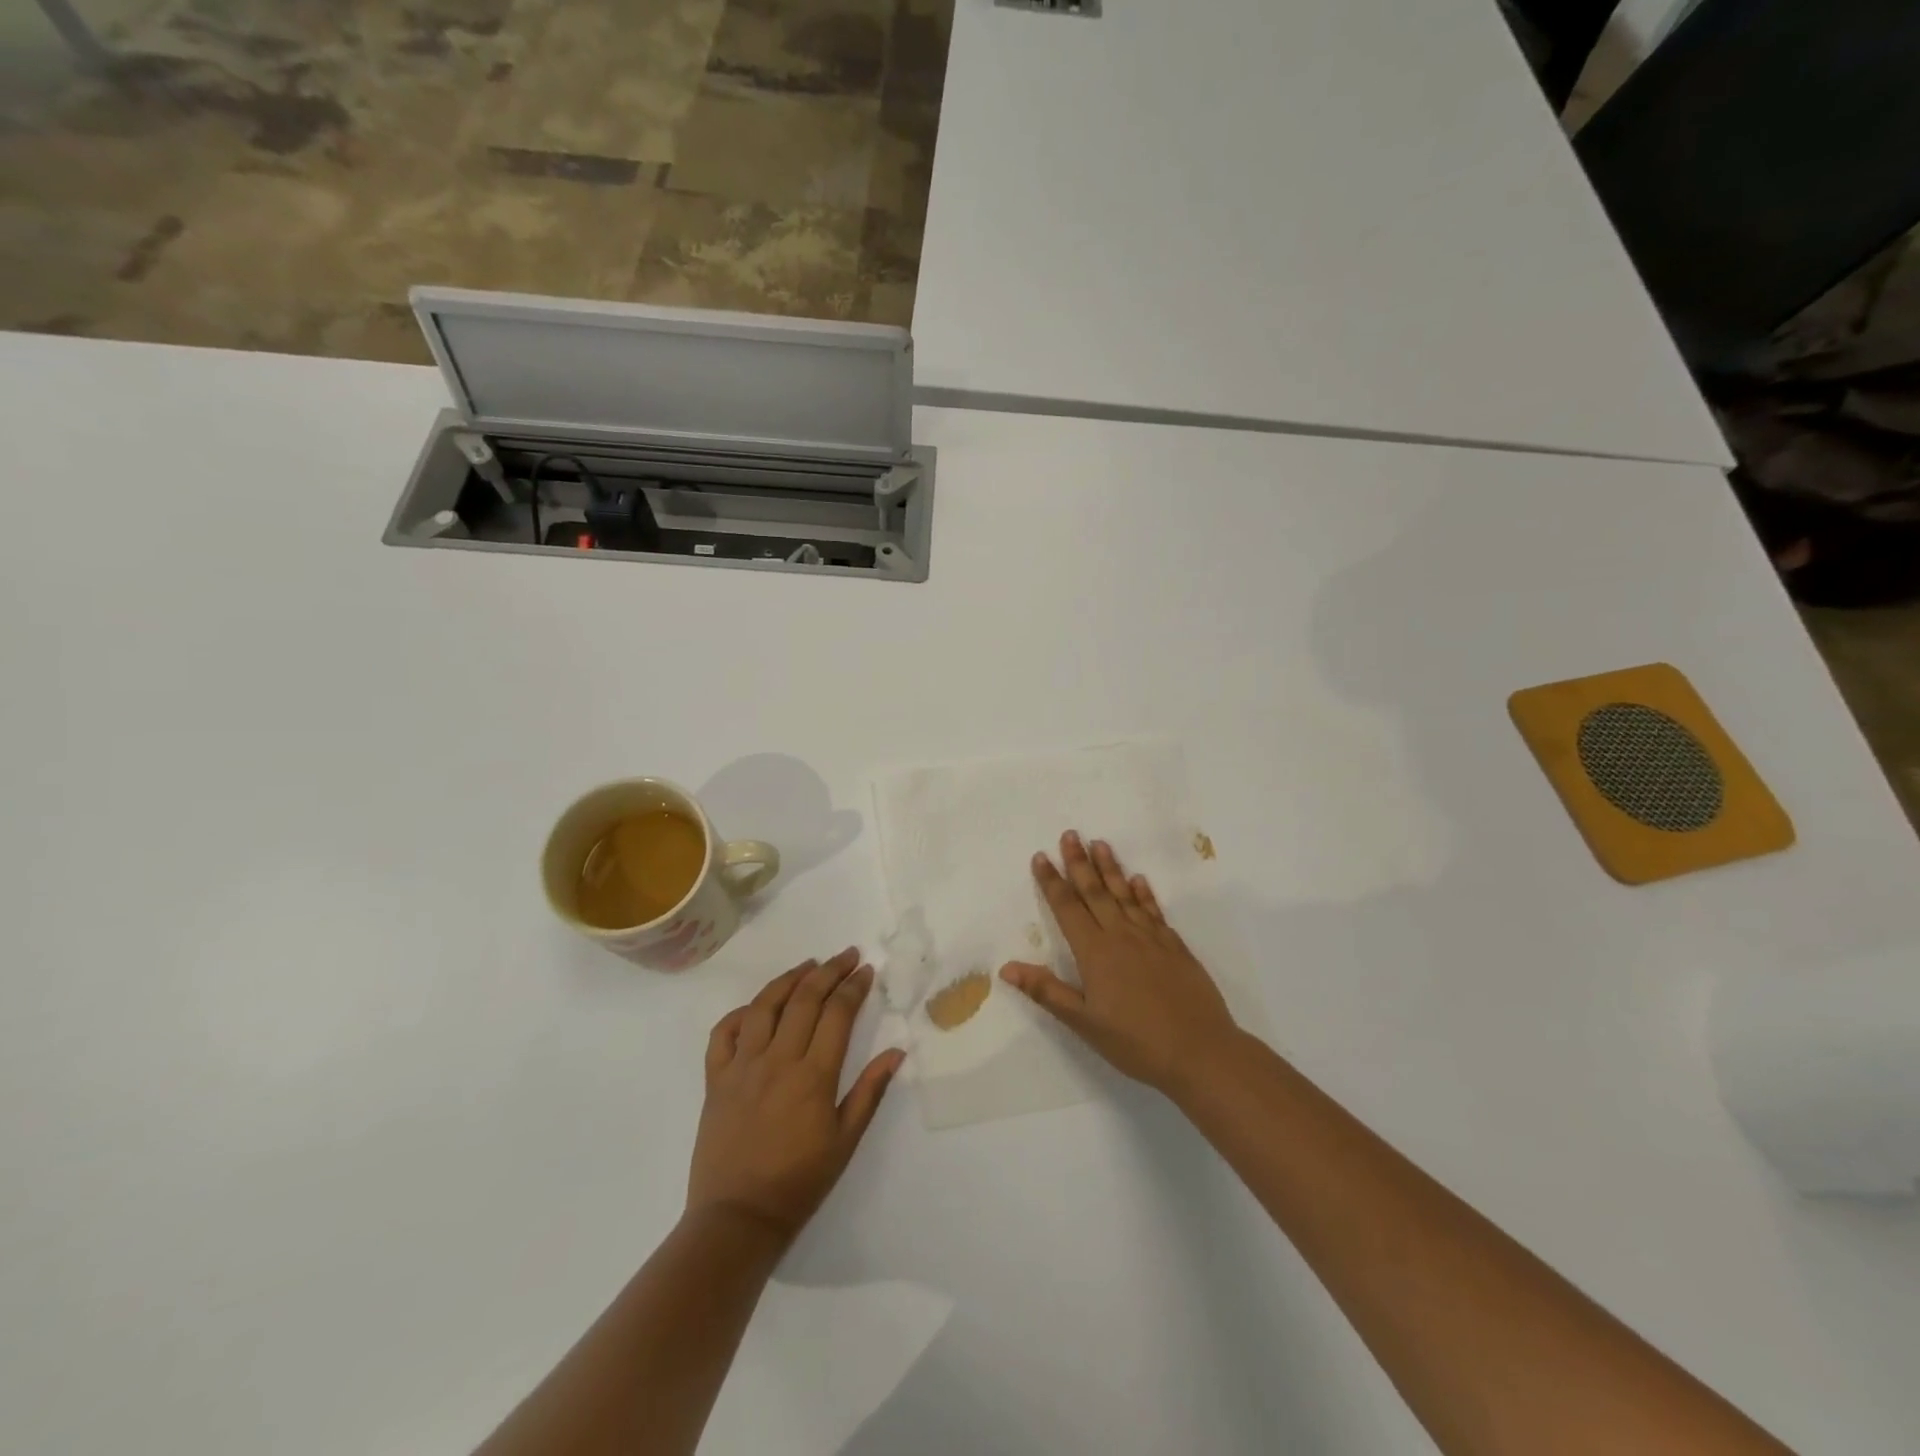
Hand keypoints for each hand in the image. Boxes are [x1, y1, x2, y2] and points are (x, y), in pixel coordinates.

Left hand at [689, 949, 904, 1246]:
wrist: (737, 1218)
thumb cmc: (799, 1182)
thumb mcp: (845, 1141)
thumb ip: (870, 1092)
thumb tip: (896, 1052)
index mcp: (813, 1076)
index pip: (837, 1014)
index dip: (853, 987)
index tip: (866, 970)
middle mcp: (777, 1060)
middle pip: (804, 999)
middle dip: (829, 971)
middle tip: (846, 956)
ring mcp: (742, 1066)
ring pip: (764, 1006)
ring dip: (788, 978)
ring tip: (808, 965)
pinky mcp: (716, 1079)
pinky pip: (723, 1033)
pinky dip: (740, 1013)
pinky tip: (757, 1007)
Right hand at [1000, 832, 1239, 1096]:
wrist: (1201, 1051)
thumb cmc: (1136, 1042)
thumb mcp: (1084, 1022)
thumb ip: (1047, 991)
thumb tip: (1007, 967)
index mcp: (1095, 952)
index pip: (1067, 908)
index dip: (1052, 882)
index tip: (1041, 857)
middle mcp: (1122, 936)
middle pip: (1096, 891)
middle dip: (1079, 862)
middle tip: (1070, 834)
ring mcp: (1152, 939)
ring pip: (1125, 894)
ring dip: (1111, 868)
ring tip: (1100, 844)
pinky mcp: (1175, 947)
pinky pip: (1154, 911)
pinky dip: (1144, 894)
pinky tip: (1139, 881)